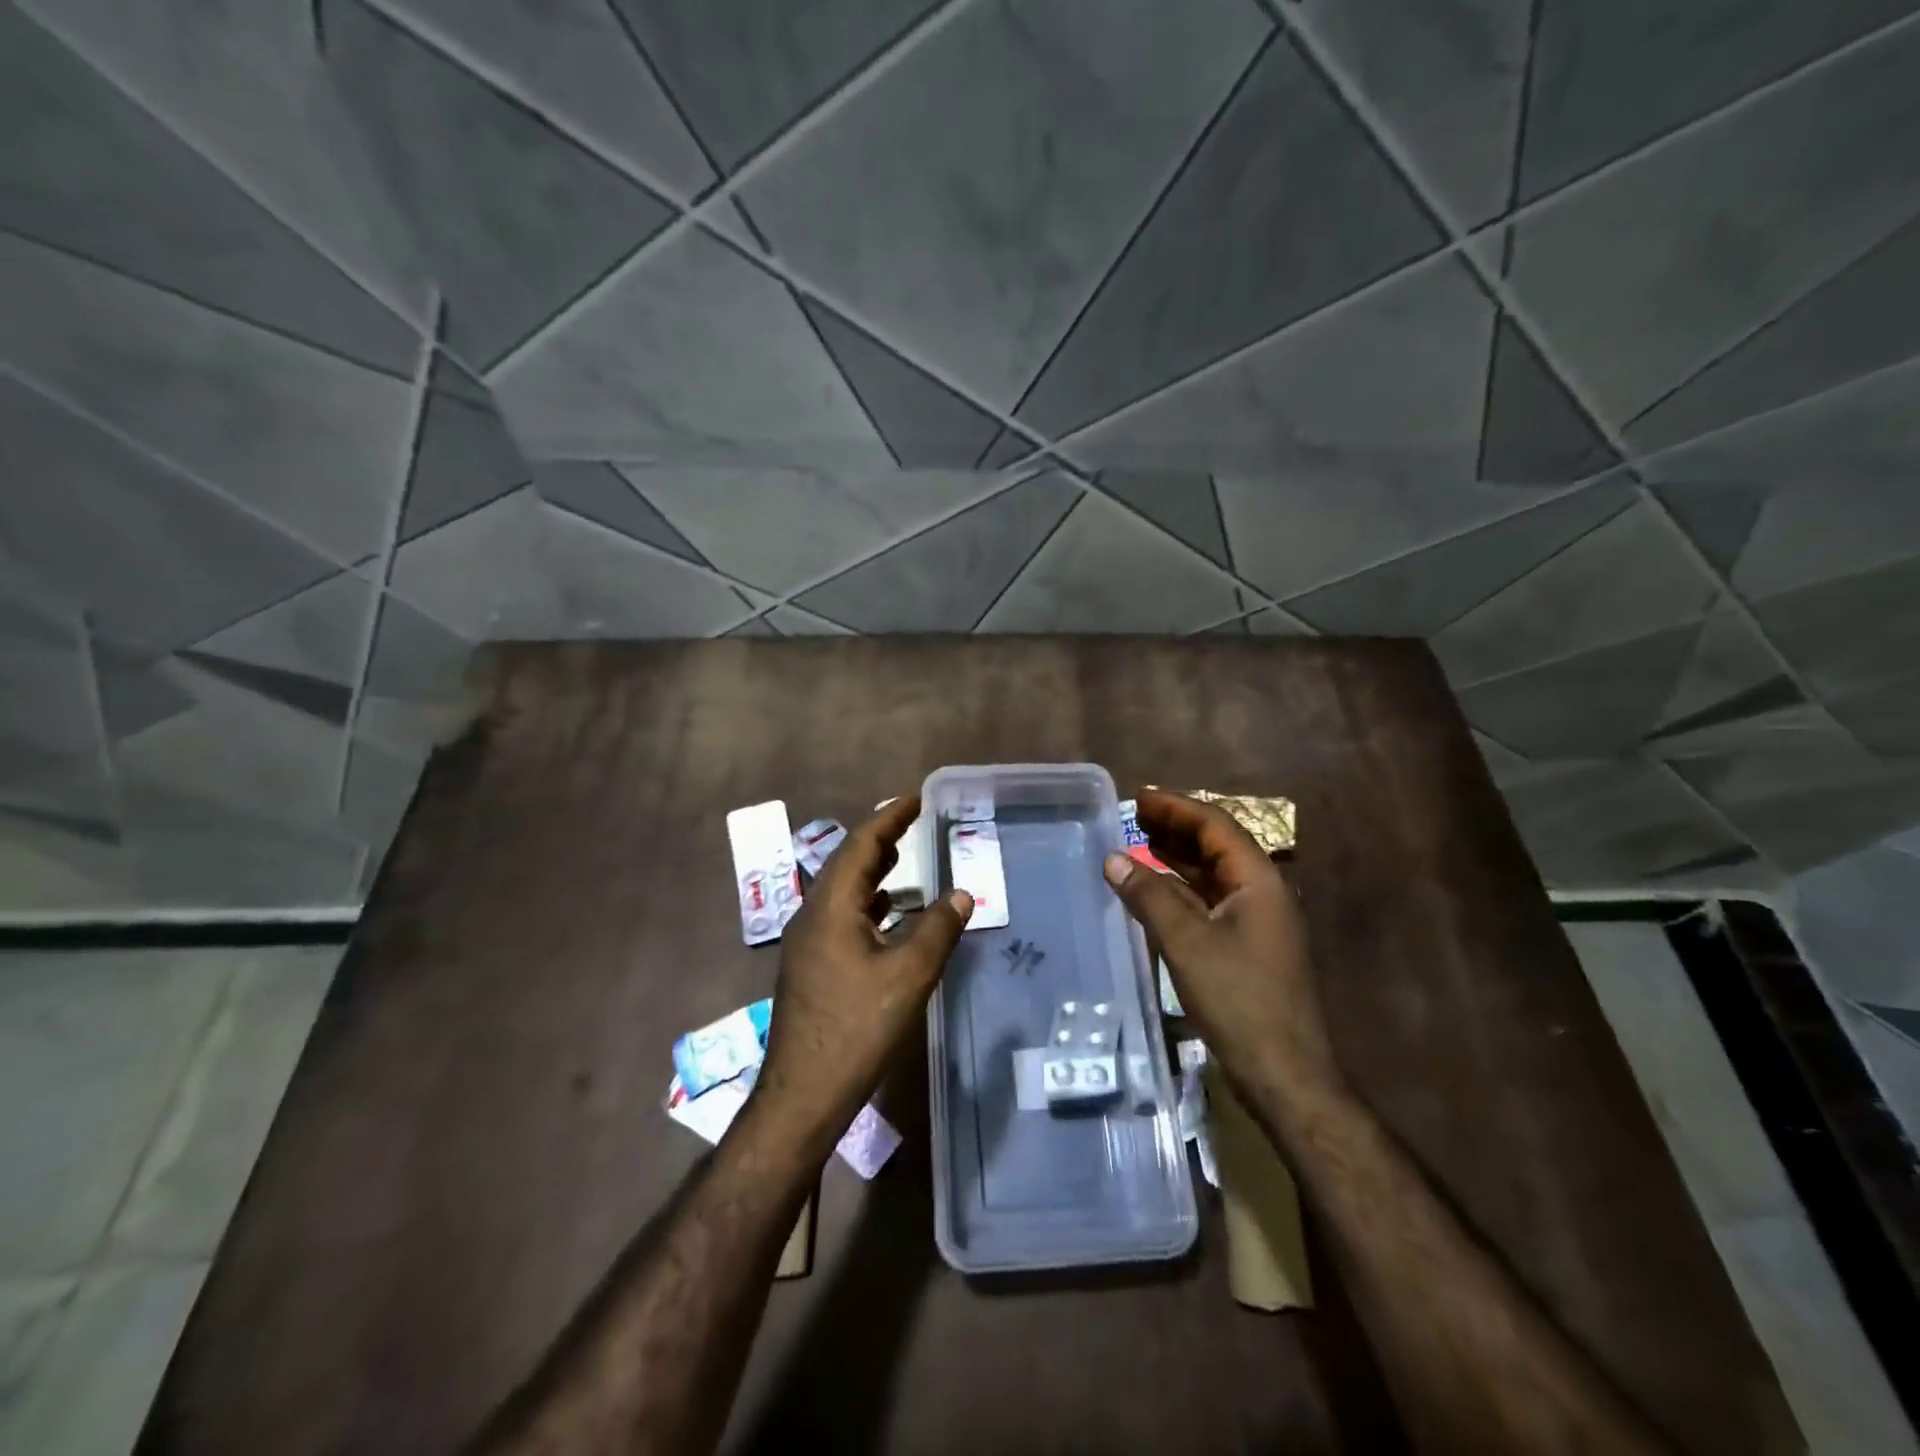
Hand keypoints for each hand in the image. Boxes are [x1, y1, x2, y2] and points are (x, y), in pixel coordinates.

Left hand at [751, 797, 972, 1149]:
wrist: (803, 1093)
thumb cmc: (857, 1029)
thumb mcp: (909, 976)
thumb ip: (939, 929)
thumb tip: (963, 892)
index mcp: (831, 906)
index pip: (862, 844)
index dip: (890, 817)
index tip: (917, 798)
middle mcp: (812, 914)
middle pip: (848, 862)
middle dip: (881, 838)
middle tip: (914, 822)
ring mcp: (807, 941)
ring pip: (843, 890)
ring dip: (873, 870)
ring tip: (904, 857)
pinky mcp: (811, 965)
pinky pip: (841, 915)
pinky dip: (868, 902)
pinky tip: (889, 912)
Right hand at [1103, 790, 1340, 1109]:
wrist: (1284, 1072)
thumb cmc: (1238, 999)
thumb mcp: (1186, 942)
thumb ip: (1149, 895)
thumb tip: (1113, 859)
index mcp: (1258, 880)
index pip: (1215, 825)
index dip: (1176, 807)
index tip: (1139, 797)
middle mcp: (1263, 892)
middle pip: (1217, 845)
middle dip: (1176, 827)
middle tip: (1134, 816)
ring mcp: (1258, 921)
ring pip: (1213, 874)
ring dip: (1177, 856)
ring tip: (1139, 843)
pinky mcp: (1248, 946)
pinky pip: (1211, 901)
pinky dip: (1181, 889)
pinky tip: (1155, 890)